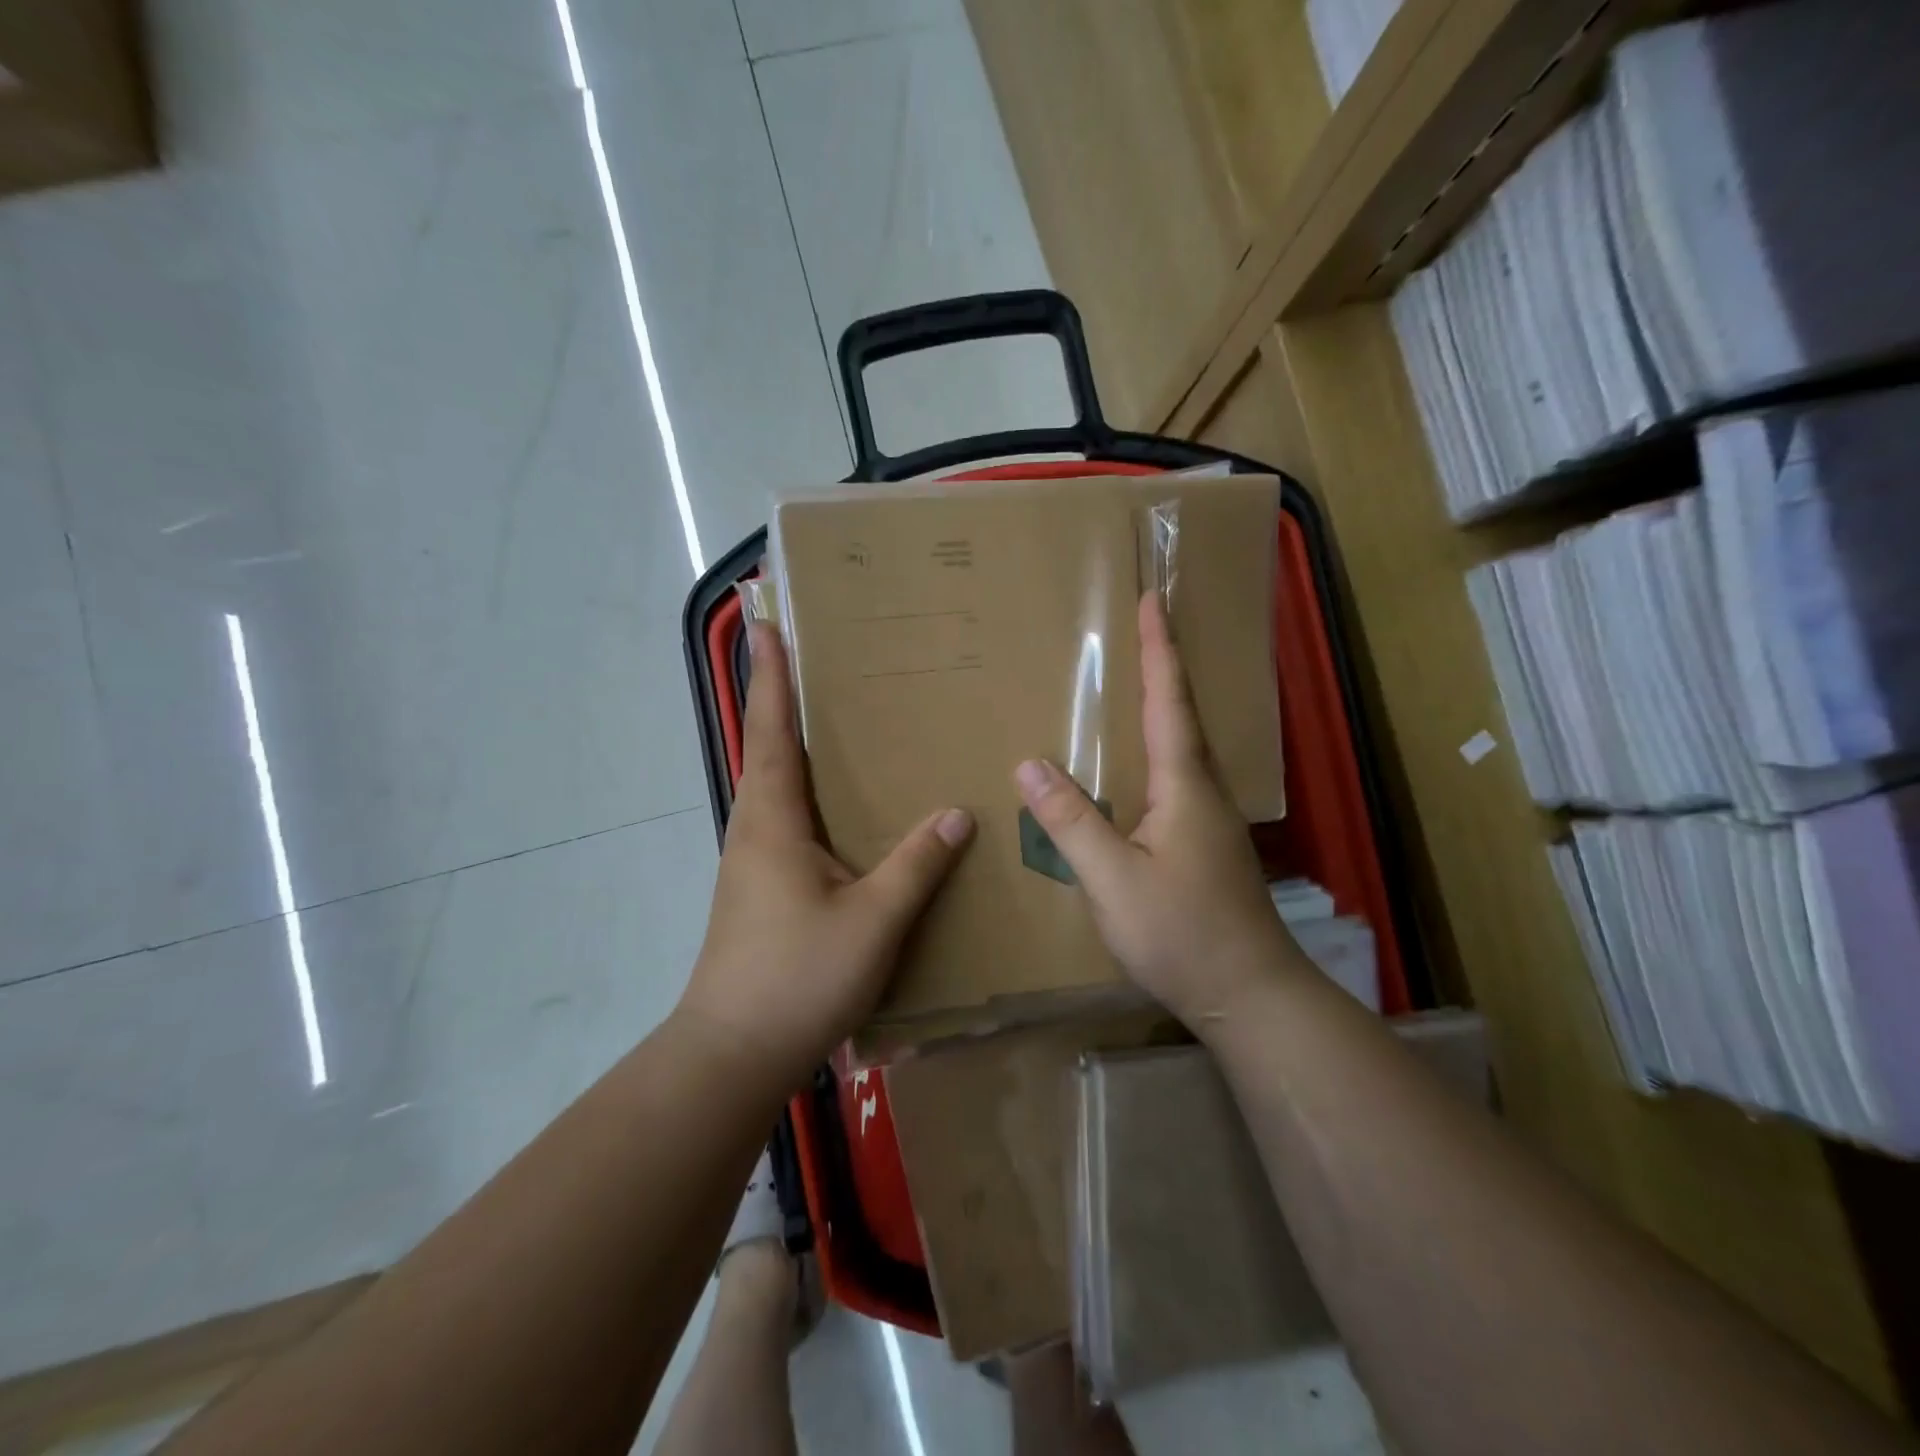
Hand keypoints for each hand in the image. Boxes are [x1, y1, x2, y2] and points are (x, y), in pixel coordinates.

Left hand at [677, 621, 974, 1094]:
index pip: (772, 731)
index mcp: (771, 820)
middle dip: (779, 697)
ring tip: (827, 719)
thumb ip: (915, 864)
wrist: (734, 1053)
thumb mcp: (872, 919)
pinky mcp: (758, 888)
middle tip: (807, 656)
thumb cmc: (799, 976)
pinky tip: (835, 807)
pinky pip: (783, 819)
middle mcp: (753, 829)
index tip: (765, 623)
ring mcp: (751, 861)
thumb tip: (956, 814)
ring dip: (789, 744)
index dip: (771, 676)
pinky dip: (802, 791)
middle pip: (766, 749)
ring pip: (772, 786)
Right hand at [1013, 593, 1301, 1029]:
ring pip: (1181, 747)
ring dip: (1162, 706)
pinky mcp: (1204, 844)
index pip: (1169, 701)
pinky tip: (1135, 767)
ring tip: (1132, 683)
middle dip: (1162, 666)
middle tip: (1139, 628)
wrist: (1249, 996)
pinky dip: (1156, 749)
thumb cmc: (1182, 934)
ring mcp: (1208, 819)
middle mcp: (1203, 791)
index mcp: (1184, 785)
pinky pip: (1175, 778)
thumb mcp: (1113, 878)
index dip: (1159, 649)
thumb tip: (1029, 763)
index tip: (1151, 600)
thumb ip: (1071, 821)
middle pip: (1181, 714)